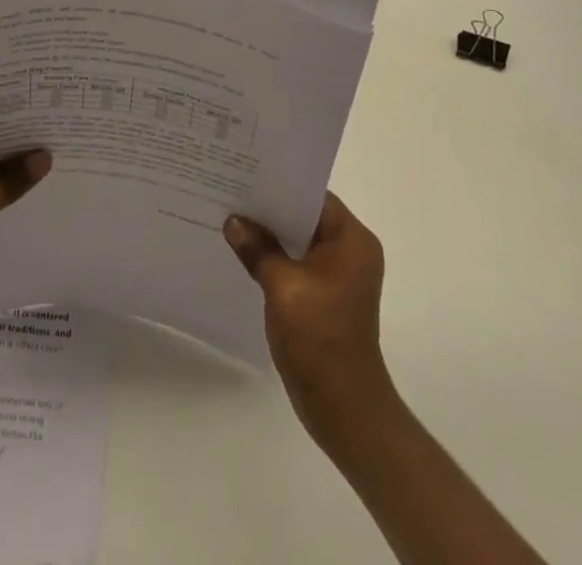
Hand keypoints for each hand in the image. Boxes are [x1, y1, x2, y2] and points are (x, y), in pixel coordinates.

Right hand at [224, 192, 394, 447]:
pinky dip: (274, 256)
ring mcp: (338, 275)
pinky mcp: (325, 295)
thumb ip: (258, 249)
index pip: (313, 196)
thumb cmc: (320, 340)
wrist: (344, 409)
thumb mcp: (283, 288)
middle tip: (230, 189)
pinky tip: (243, 252)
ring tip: (230, 216)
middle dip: (269, 208)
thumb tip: (233, 221)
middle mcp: (350, 251)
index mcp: (352, 240)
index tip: (244, 172)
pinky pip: (296, 262)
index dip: (279, 183)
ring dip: (269, 233)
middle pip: (305, 215)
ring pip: (298, 239)